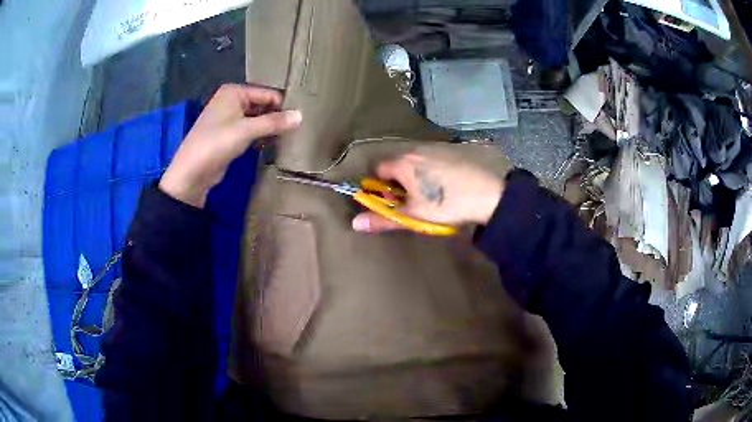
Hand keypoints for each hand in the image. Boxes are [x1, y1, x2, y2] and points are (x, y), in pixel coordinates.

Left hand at [160, 84, 301, 207]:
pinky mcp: (228, 135)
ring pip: (257, 119)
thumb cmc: (216, 144)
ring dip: (269, 128)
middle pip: (262, 105)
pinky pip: (250, 130)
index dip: (283, 105)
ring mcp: (229, 118)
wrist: (191, 173)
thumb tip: (301, 115)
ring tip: (290, 136)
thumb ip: (274, 122)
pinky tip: (272, 144)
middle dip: (277, 116)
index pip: (267, 94)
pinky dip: (260, 136)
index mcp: (234, 92)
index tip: (301, 118)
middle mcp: (231, 100)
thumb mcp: (247, 130)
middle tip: (298, 128)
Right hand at [352, 152, 504, 232]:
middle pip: (400, 164)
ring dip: (421, 175)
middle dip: (402, 181)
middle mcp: (419, 148)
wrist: (491, 193)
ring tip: (438, 194)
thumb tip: (355, 223)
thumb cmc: (448, 204)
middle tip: (416, 201)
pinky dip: (439, 169)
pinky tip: (453, 183)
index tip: (394, 201)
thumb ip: (383, 218)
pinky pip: (439, 158)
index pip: (379, 169)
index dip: (382, 187)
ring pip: (420, 160)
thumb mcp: (415, 215)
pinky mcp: (458, 148)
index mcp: (404, 163)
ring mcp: (440, 146)